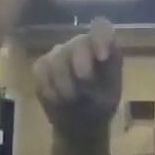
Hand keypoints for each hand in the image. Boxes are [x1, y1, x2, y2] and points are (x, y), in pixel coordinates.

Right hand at [32, 17, 122, 139]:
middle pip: (78, 43)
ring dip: (65, 86)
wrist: (79, 127)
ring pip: (57, 59)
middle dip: (81, 69)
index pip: (101, 27)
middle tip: (84, 93)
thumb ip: (111, 69)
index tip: (102, 58)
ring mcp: (59, 53)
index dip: (100, 38)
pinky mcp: (42, 65)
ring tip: (72, 100)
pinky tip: (57, 100)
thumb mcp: (112, 92)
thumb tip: (103, 53)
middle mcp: (81, 44)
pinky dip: (50, 90)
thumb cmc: (100, 106)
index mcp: (103, 47)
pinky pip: (42, 71)